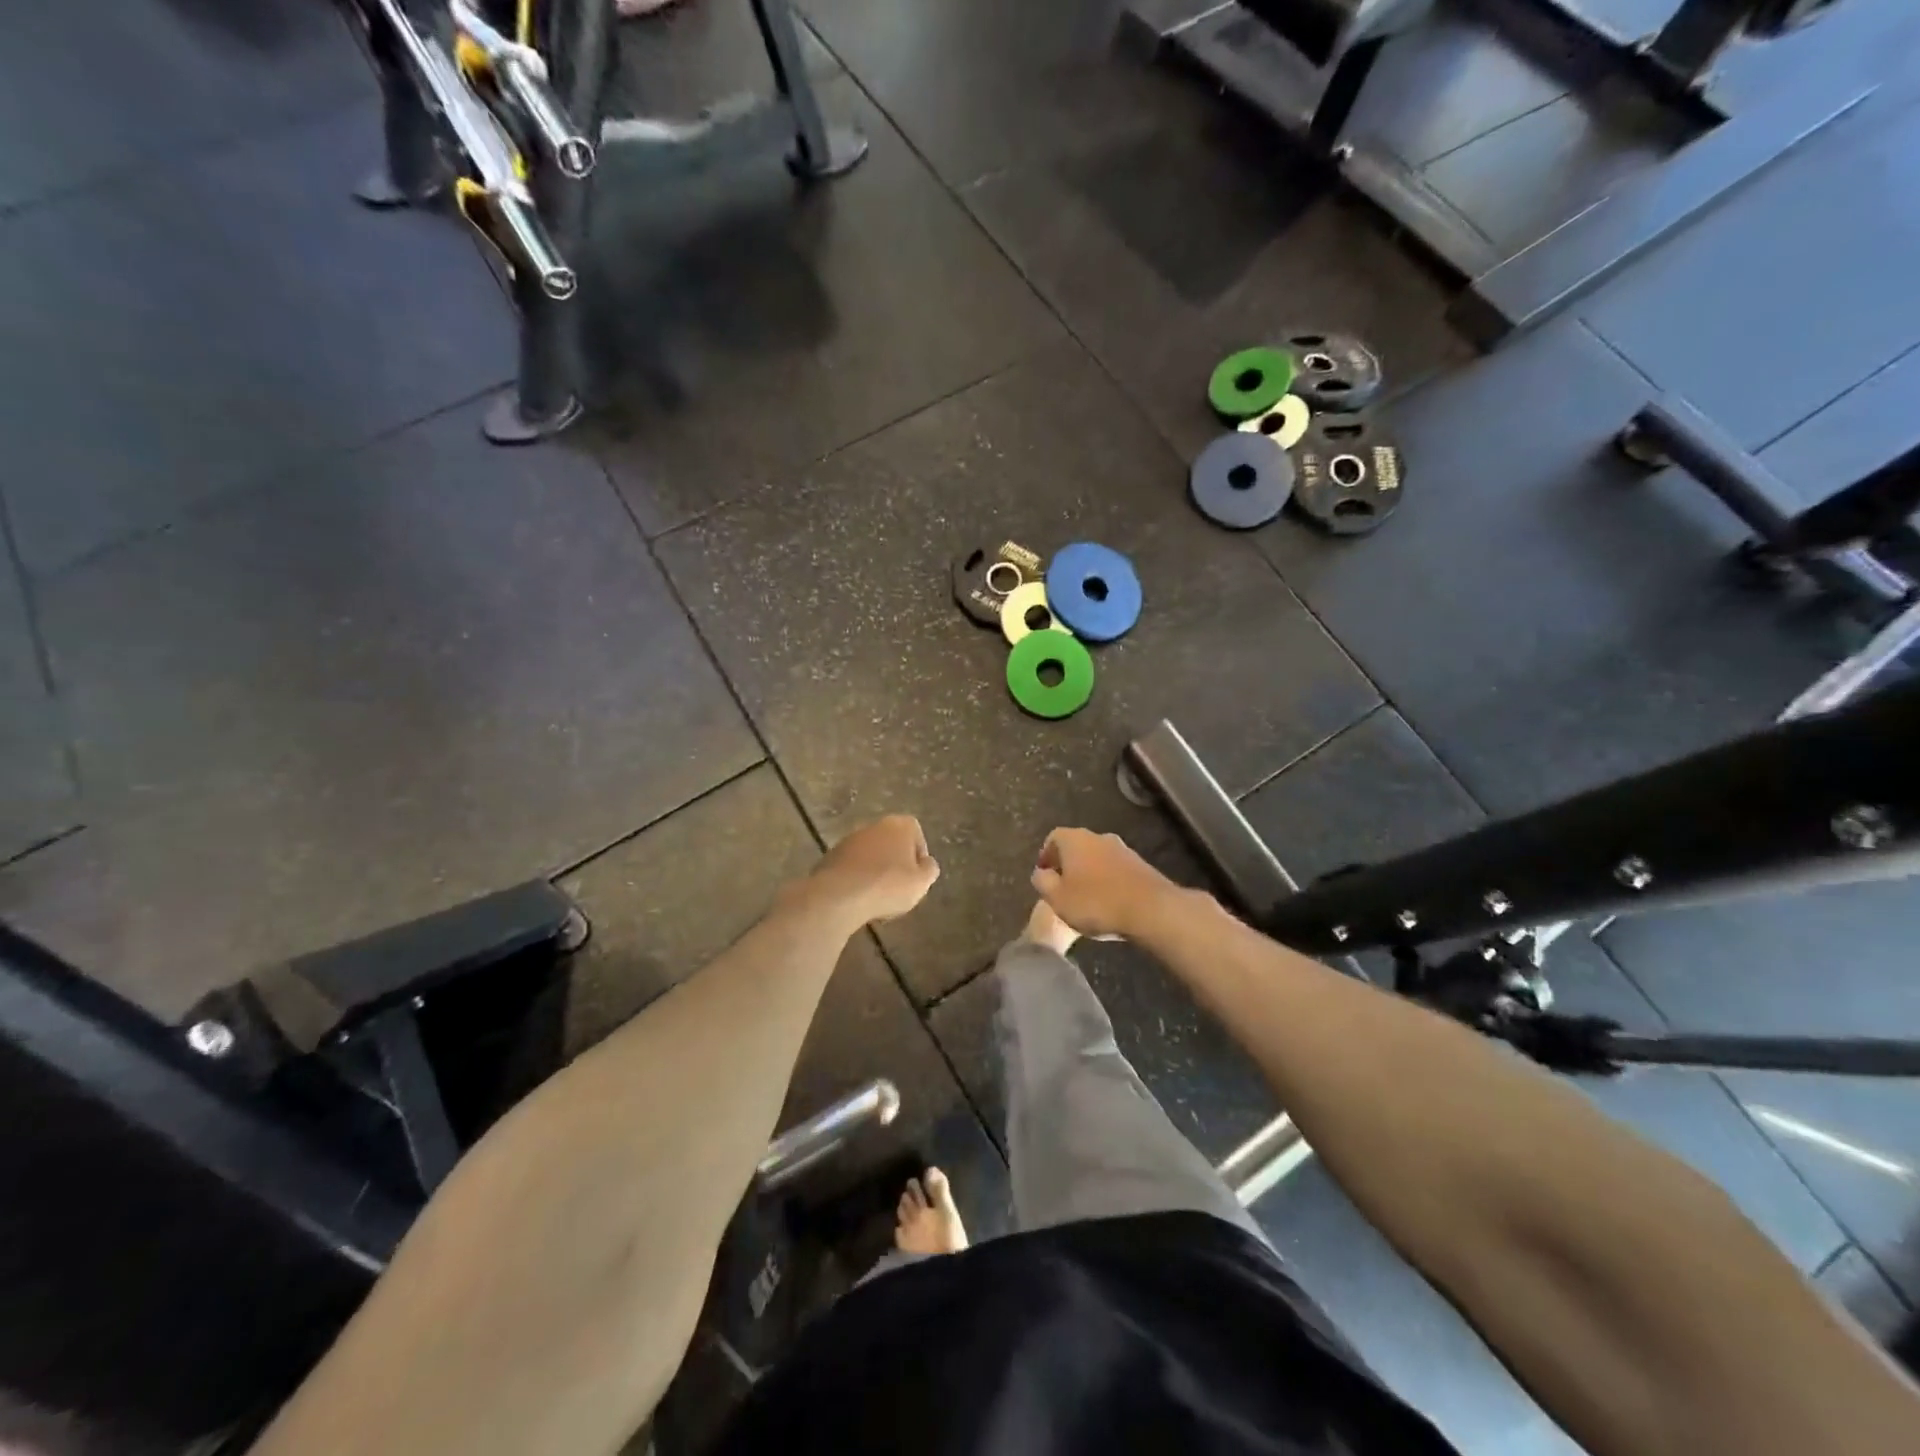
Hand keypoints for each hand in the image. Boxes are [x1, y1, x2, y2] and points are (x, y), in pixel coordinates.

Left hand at [810, 816, 940, 924]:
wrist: (839, 895)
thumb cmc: (888, 885)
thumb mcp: (921, 883)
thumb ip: (929, 869)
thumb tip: (926, 863)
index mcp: (899, 825)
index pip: (915, 832)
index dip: (918, 855)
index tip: (917, 875)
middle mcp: (874, 825)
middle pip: (891, 842)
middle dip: (896, 862)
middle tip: (899, 887)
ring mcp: (850, 840)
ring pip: (871, 854)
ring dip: (876, 870)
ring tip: (878, 897)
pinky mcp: (831, 856)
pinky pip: (852, 866)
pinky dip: (858, 878)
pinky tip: (859, 898)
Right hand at [1030, 828, 1176, 940]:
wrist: (1151, 909)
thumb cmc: (1096, 903)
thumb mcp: (1057, 898)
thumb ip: (1042, 882)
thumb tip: (1040, 873)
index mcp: (1074, 839)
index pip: (1053, 838)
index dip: (1046, 856)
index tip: (1044, 875)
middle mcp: (1098, 837)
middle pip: (1076, 846)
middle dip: (1068, 865)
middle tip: (1062, 888)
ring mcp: (1122, 849)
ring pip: (1097, 857)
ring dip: (1089, 873)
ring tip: (1086, 898)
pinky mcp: (1140, 865)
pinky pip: (1115, 870)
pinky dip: (1108, 881)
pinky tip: (1108, 902)